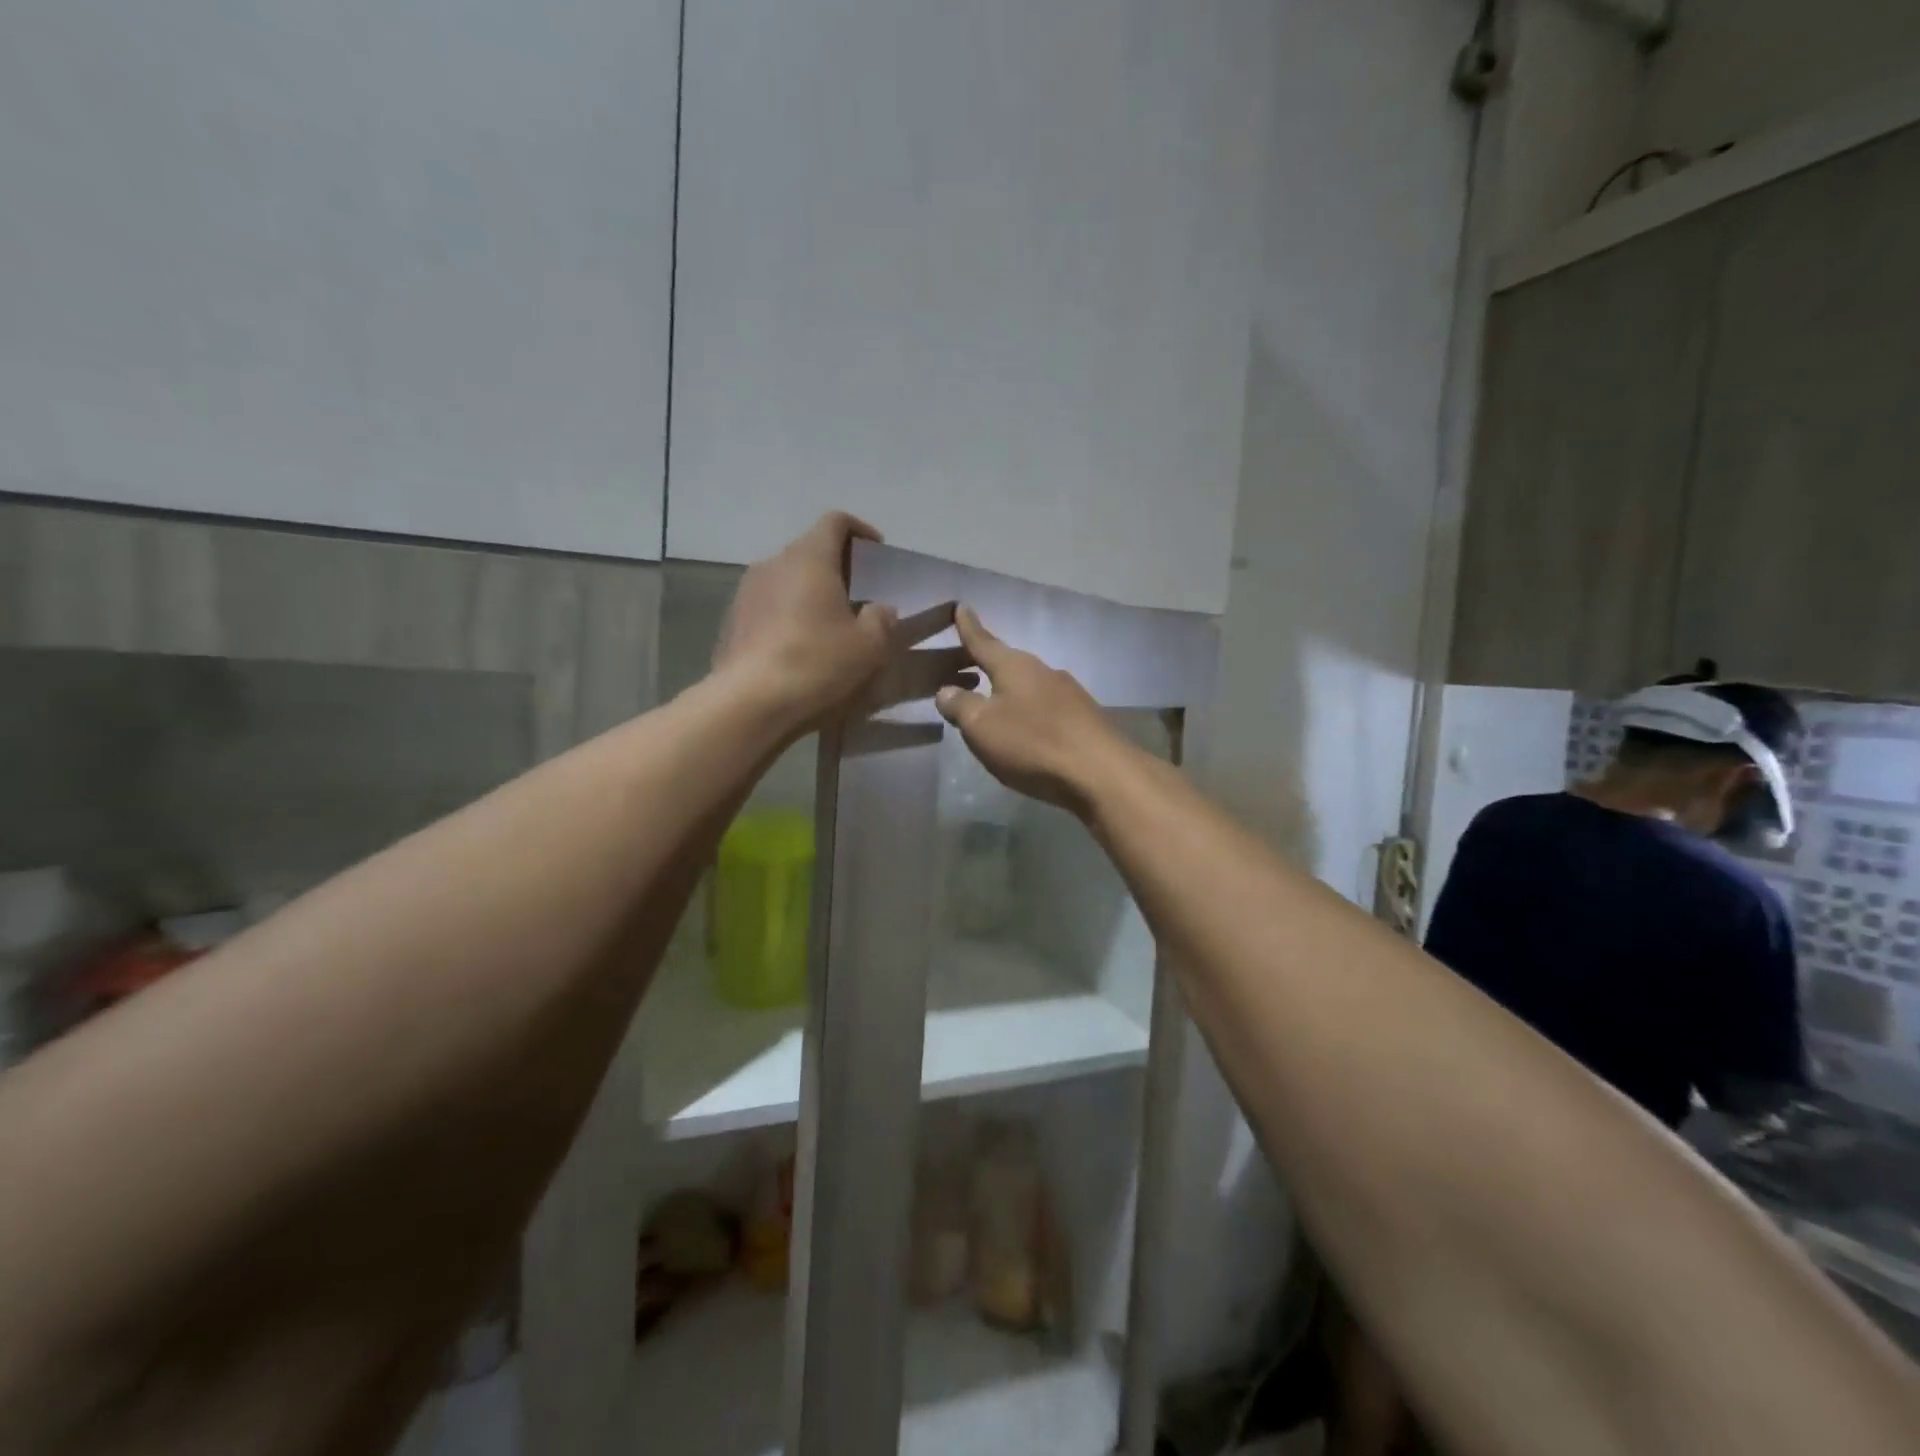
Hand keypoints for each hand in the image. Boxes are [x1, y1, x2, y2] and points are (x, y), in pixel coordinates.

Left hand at [713, 513, 897, 733]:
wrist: (750, 702)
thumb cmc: (816, 663)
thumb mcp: (868, 646)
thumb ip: (881, 620)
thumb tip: (881, 609)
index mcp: (810, 558)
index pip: (835, 522)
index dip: (860, 530)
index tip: (876, 552)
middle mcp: (773, 564)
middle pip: (809, 551)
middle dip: (836, 567)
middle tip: (859, 595)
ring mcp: (746, 592)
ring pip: (786, 580)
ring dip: (809, 593)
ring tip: (828, 625)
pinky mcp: (731, 622)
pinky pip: (767, 607)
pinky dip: (787, 616)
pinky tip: (799, 648)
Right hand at [934, 607, 1128, 814]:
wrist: (1101, 773)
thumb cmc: (1032, 743)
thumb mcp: (982, 726)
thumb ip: (961, 706)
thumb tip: (946, 690)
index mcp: (1014, 666)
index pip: (984, 641)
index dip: (968, 627)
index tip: (961, 606)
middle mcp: (1043, 671)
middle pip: (1007, 662)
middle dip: (986, 662)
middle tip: (965, 662)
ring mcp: (1068, 694)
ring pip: (1028, 685)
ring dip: (1007, 689)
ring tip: (991, 701)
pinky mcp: (1083, 718)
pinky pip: (1045, 706)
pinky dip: (1027, 710)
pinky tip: (1024, 727)